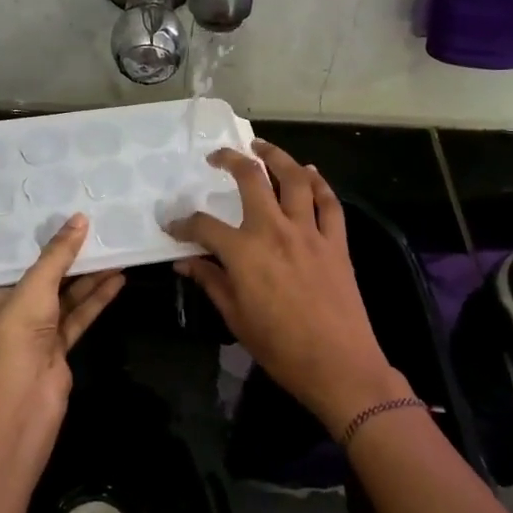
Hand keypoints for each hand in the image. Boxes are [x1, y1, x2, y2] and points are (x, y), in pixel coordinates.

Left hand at [0, 213, 124, 400]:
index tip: (57, 213)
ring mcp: (34, 331)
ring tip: (114, 249)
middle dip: (68, 256)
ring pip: (64, 296)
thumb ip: (59, 253)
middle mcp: (9, 310)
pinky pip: (78, 315)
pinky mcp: (57, 348)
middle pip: (43, 276)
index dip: (35, 238)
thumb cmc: (16, 332)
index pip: (12, 260)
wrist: (23, 398)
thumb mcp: (36, 285)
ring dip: (89, 276)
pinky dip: (96, 299)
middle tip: (93, 228)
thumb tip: (80, 218)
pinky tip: (117, 280)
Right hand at [169, 141, 410, 437]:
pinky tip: (309, 172)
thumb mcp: (236, 318)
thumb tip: (185, 263)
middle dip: (231, 160)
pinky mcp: (336, 242)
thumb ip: (211, 282)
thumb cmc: (281, 348)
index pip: (204, 225)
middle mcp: (275, 230)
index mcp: (244, 252)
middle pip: (252, 179)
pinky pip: (329, 202)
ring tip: (262, 146)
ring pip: (294, 179)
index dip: (183, 223)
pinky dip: (319, 183)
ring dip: (277, 156)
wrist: (339, 366)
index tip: (172, 224)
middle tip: (219, 156)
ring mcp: (309, 232)